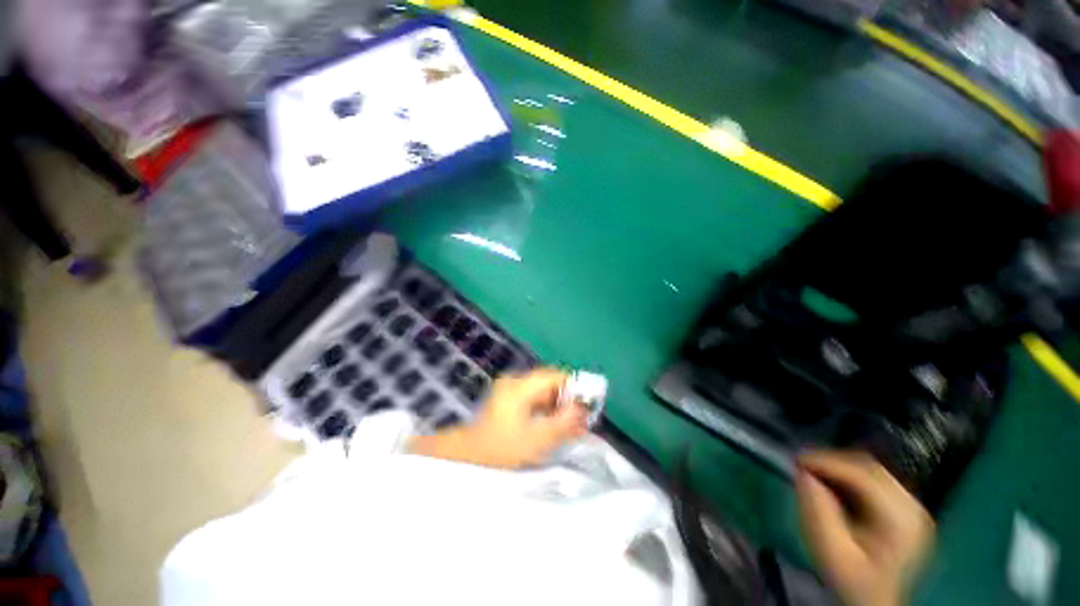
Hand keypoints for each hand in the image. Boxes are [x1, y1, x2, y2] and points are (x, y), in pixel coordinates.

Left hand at [408, 368, 588, 468]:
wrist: (467, 461)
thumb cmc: (502, 451)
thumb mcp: (538, 439)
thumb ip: (565, 422)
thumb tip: (585, 409)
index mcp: (521, 386)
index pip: (556, 376)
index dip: (574, 388)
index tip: (586, 407)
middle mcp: (515, 381)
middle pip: (550, 382)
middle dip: (566, 400)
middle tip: (579, 422)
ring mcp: (510, 390)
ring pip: (543, 391)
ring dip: (557, 406)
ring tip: (567, 428)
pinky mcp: (508, 400)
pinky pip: (534, 399)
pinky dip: (545, 410)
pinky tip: (551, 427)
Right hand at [796, 451, 934, 605]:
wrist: (875, 602)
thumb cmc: (853, 581)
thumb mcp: (831, 553)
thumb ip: (818, 512)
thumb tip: (803, 474)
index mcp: (901, 521)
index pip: (864, 476)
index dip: (828, 463)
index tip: (796, 461)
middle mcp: (913, 508)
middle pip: (870, 469)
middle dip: (833, 462)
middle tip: (801, 465)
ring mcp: (912, 508)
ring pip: (872, 471)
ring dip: (840, 468)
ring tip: (813, 473)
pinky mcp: (905, 510)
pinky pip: (875, 481)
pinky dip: (849, 477)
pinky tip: (832, 486)